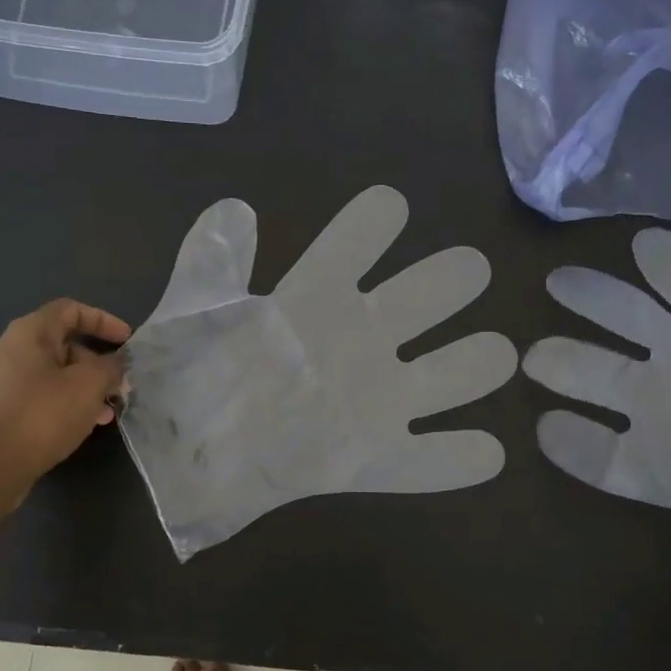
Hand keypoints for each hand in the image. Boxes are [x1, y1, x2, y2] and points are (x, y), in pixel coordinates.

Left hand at [0, 300, 129, 505]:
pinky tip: (83, 424)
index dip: (103, 320)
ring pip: (53, 372)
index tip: (127, 342)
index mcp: (28, 333)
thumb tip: (116, 363)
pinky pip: (40, 394)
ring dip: (84, 386)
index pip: (70, 309)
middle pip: (63, 343)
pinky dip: (65, 401)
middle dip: (97, 363)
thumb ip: (110, 366)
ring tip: (107, 411)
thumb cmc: (43, 414)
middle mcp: (8, 349)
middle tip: (120, 386)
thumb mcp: (90, 385)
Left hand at [119, 187, 516, 559]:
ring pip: (452, 373)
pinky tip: (484, 452)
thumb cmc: (186, 378)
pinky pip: (430, 463)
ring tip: (488, 356)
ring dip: (477, 362)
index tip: (389, 211)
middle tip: (462, 279)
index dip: (374, 223)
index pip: (354, 244)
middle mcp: (356, 343)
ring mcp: (373, 402)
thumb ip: (213, 259)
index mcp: (313, 300)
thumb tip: (237, 207)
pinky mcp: (372, 461)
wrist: (182, 460)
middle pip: (427, 295)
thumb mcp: (191, 313)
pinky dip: (460, 460)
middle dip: (452, 280)